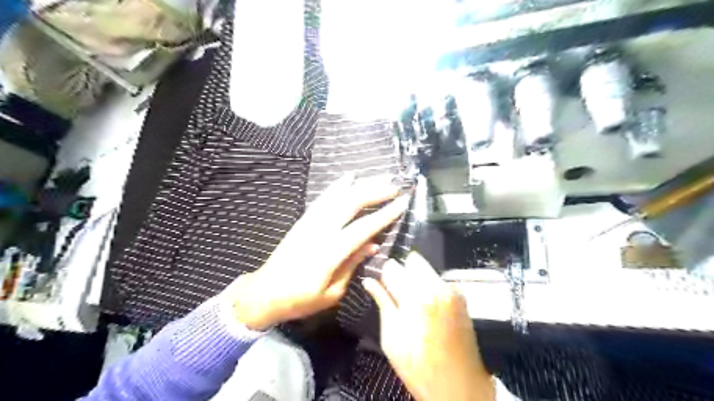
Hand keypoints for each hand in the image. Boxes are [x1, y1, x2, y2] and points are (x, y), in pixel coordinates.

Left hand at [225, 174, 410, 330]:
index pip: (362, 228)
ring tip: (379, 177)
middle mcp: (320, 231)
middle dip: (375, 192)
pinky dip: (337, 186)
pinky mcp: (303, 220)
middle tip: (395, 185)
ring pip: (338, 197)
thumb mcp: (332, 293)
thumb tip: (373, 245)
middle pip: (351, 204)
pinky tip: (349, 177)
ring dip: (360, 185)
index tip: (402, 203)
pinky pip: (323, 198)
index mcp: (330, 253)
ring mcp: (310, 222)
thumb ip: (352, 265)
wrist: (265, 292)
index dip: (384, 215)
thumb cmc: (300, 299)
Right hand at [365, 254, 494, 400]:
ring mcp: (451, 290)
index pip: (392, 267)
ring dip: (416, 278)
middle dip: (402, 271)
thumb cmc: (419, 367)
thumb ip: (382, 303)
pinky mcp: (461, 297)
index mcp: (415, 297)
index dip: (384, 274)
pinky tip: (428, 307)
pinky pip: (439, 280)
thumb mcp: (392, 338)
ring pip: (427, 268)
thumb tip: (368, 281)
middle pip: (413, 260)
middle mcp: (436, 286)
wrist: (460, 385)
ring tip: (413, 301)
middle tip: (397, 292)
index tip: (382, 283)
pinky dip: (430, 286)